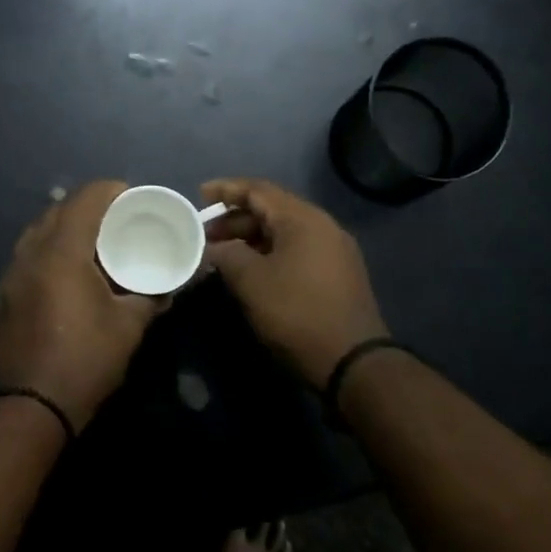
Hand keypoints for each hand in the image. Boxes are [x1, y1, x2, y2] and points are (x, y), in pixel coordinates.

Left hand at [0, 181, 166, 429]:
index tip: (132, 198)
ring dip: (64, 231)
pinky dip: (48, 254)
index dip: (111, 191)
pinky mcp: (2, 297)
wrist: (31, 406)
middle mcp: (30, 254)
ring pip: (37, 234)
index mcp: (62, 252)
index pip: (85, 199)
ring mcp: (10, 276)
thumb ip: (150, 296)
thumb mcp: (129, 327)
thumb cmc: (85, 360)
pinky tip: (65, 277)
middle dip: (88, 208)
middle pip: (57, 211)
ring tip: (91, 247)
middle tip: (116, 223)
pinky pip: (26, 259)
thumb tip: (167, 287)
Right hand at [201, 178, 388, 389]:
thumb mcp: (250, 281)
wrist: (351, 361)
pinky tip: (250, 271)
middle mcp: (323, 227)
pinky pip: (296, 250)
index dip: (226, 190)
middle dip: (235, 219)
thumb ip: (226, 254)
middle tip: (206, 235)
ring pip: (284, 232)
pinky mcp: (337, 275)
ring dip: (251, 238)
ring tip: (222, 255)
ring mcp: (334, 251)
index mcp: (303, 219)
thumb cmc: (296, 312)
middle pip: (272, 210)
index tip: (199, 196)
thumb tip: (213, 247)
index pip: (258, 190)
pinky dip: (269, 253)